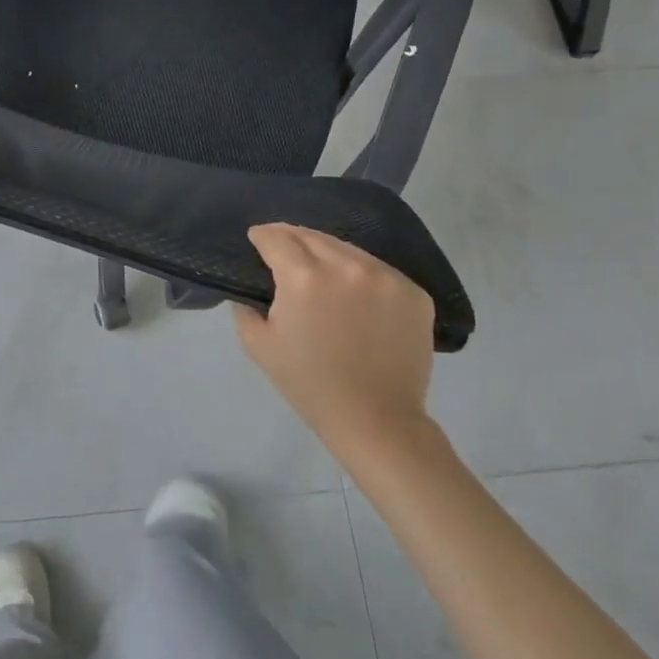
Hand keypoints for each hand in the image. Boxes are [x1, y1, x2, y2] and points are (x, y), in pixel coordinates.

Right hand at [234, 224, 437, 455]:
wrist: (378, 422)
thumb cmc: (310, 385)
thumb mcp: (259, 346)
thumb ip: (245, 308)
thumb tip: (249, 287)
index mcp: (304, 277)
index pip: (277, 238)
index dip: (262, 236)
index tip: (256, 239)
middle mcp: (346, 266)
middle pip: (312, 236)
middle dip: (292, 239)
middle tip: (283, 250)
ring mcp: (385, 277)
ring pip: (348, 250)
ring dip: (328, 254)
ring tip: (320, 271)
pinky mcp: (413, 292)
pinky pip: (379, 271)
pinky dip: (362, 276)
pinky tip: (355, 294)